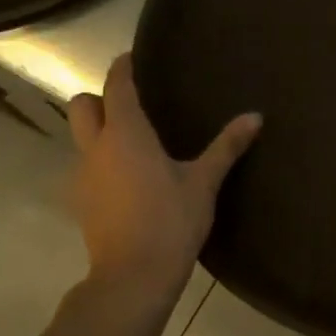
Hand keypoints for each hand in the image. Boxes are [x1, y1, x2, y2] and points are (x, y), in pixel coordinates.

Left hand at [66, 54, 260, 300]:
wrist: (132, 278)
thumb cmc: (170, 221)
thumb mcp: (203, 182)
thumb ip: (227, 146)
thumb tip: (255, 117)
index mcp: (126, 134)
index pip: (117, 87)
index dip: (122, 68)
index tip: (131, 57)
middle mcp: (97, 148)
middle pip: (81, 106)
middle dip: (99, 97)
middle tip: (130, 102)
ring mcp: (83, 176)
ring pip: (80, 138)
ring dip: (99, 130)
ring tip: (134, 142)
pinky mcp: (81, 201)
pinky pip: (86, 165)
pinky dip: (102, 160)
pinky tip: (128, 177)